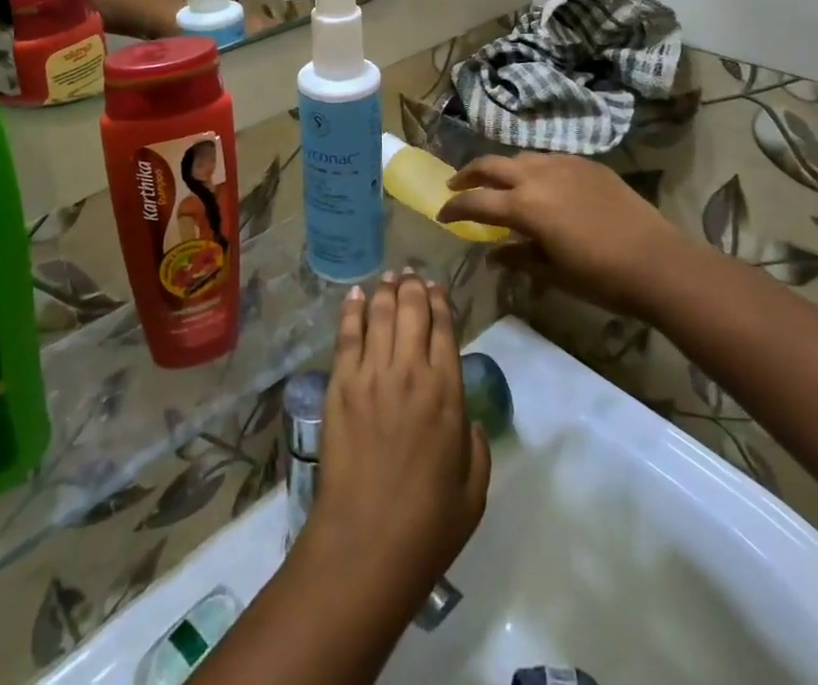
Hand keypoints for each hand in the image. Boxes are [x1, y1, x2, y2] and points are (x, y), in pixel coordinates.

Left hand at [301, 273, 489, 602]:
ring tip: (389, 277)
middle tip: (411, 275)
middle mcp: (410, 371)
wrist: (368, 542)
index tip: (437, 288)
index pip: (444, 329)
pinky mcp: (340, 384)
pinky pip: (347, 335)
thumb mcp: (474, 492)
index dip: (440, 303)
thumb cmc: (428, 525)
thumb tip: (470, 421)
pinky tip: (355, 296)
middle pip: (411, 311)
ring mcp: (371, 374)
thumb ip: (477, 449)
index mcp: (447, 393)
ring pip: (379, 314)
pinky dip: (351, 310)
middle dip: (413, 287)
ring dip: (385, 291)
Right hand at [439, 153, 679, 315]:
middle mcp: (538, 176)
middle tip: (456, 185)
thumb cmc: (601, 277)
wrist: (658, 262)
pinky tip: (540, 183)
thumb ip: (518, 257)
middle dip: (468, 174)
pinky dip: (532, 168)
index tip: (442, 214)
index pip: (476, 201)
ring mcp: (564, 165)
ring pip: (520, 157)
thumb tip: (493, 254)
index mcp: (525, 206)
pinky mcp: (587, 164)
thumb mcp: (553, 273)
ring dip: (501, 168)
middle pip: (491, 165)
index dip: (455, 208)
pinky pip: (549, 159)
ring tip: (497, 182)